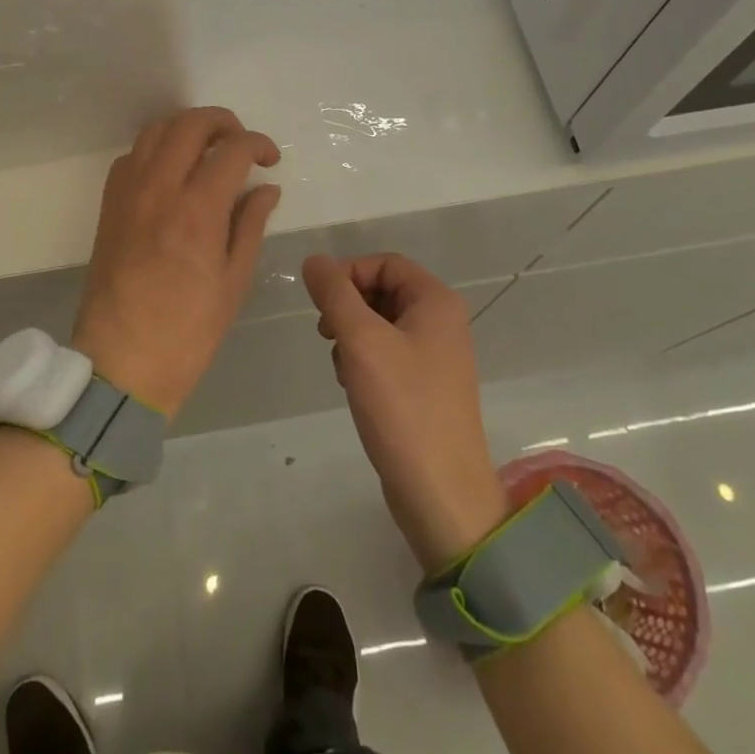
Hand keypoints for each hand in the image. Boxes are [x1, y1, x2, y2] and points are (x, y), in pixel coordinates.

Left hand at [73, 107, 281, 420]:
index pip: (232, 150)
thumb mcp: (233, 281)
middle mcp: (159, 189)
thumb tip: (266, 187)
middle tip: (241, 143)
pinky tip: (171, 172)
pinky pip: (131, 155)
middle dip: (223, 122)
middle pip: (190, 123)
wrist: (121, 361)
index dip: (258, 144)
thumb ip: (249, 224)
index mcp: (197, 211)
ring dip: (187, 128)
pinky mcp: (109, 204)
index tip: (270, 159)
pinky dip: (156, 149)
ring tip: (208, 150)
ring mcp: (128, 193)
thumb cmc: (187, 330)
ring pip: (156, 130)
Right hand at [304, 253, 508, 572]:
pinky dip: (364, 362)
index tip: (321, 305)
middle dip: (347, 308)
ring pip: (380, 324)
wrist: (440, 493)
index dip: (348, 274)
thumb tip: (313, 260)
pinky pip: (387, 355)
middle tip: (326, 335)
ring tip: (342, 368)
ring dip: (352, 337)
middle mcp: (441, 322)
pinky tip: (353, 386)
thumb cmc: (403, 407)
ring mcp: (435, 356)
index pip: (383, 263)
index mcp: (436, 302)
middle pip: (382, 291)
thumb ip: (334, 294)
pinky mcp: (424, 387)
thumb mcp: (361, 341)